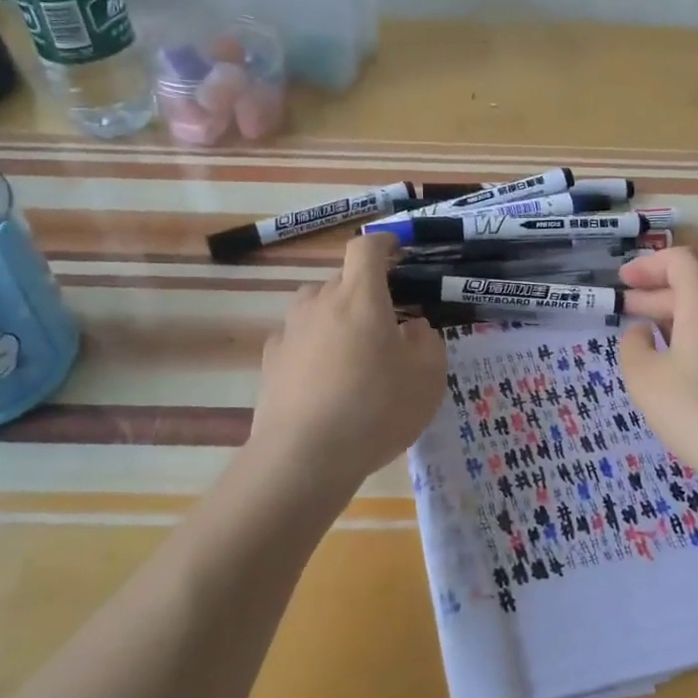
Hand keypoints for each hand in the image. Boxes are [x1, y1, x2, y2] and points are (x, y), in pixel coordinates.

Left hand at [248, 233, 446, 493]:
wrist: (305, 455)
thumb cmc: (376, 409)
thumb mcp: (427, 378)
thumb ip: (427, 341)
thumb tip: (413, 327)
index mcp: (361, 296)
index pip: (366, 248)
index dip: (383, 242)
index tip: (395, 250)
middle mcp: (320, 303)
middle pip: (341, 279)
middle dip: (364, 290)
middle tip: (385, 321)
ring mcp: (290, 330)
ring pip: (315, 306)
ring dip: (334, 315)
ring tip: (351, 348)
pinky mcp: (270, 360)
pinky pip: (297, 338)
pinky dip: (312, 345)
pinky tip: (322, 376)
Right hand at [617, 248, 697, 493]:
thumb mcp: (646, 380)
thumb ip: (633, 347)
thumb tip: (641, 333)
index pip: (681, 262)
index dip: (649, 265)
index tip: (623, 281)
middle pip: (694, 291)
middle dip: (654, 297)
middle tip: (623, 312)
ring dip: (675, 324)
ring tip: (647, 346)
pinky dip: (695, 345)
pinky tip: (680, 377)